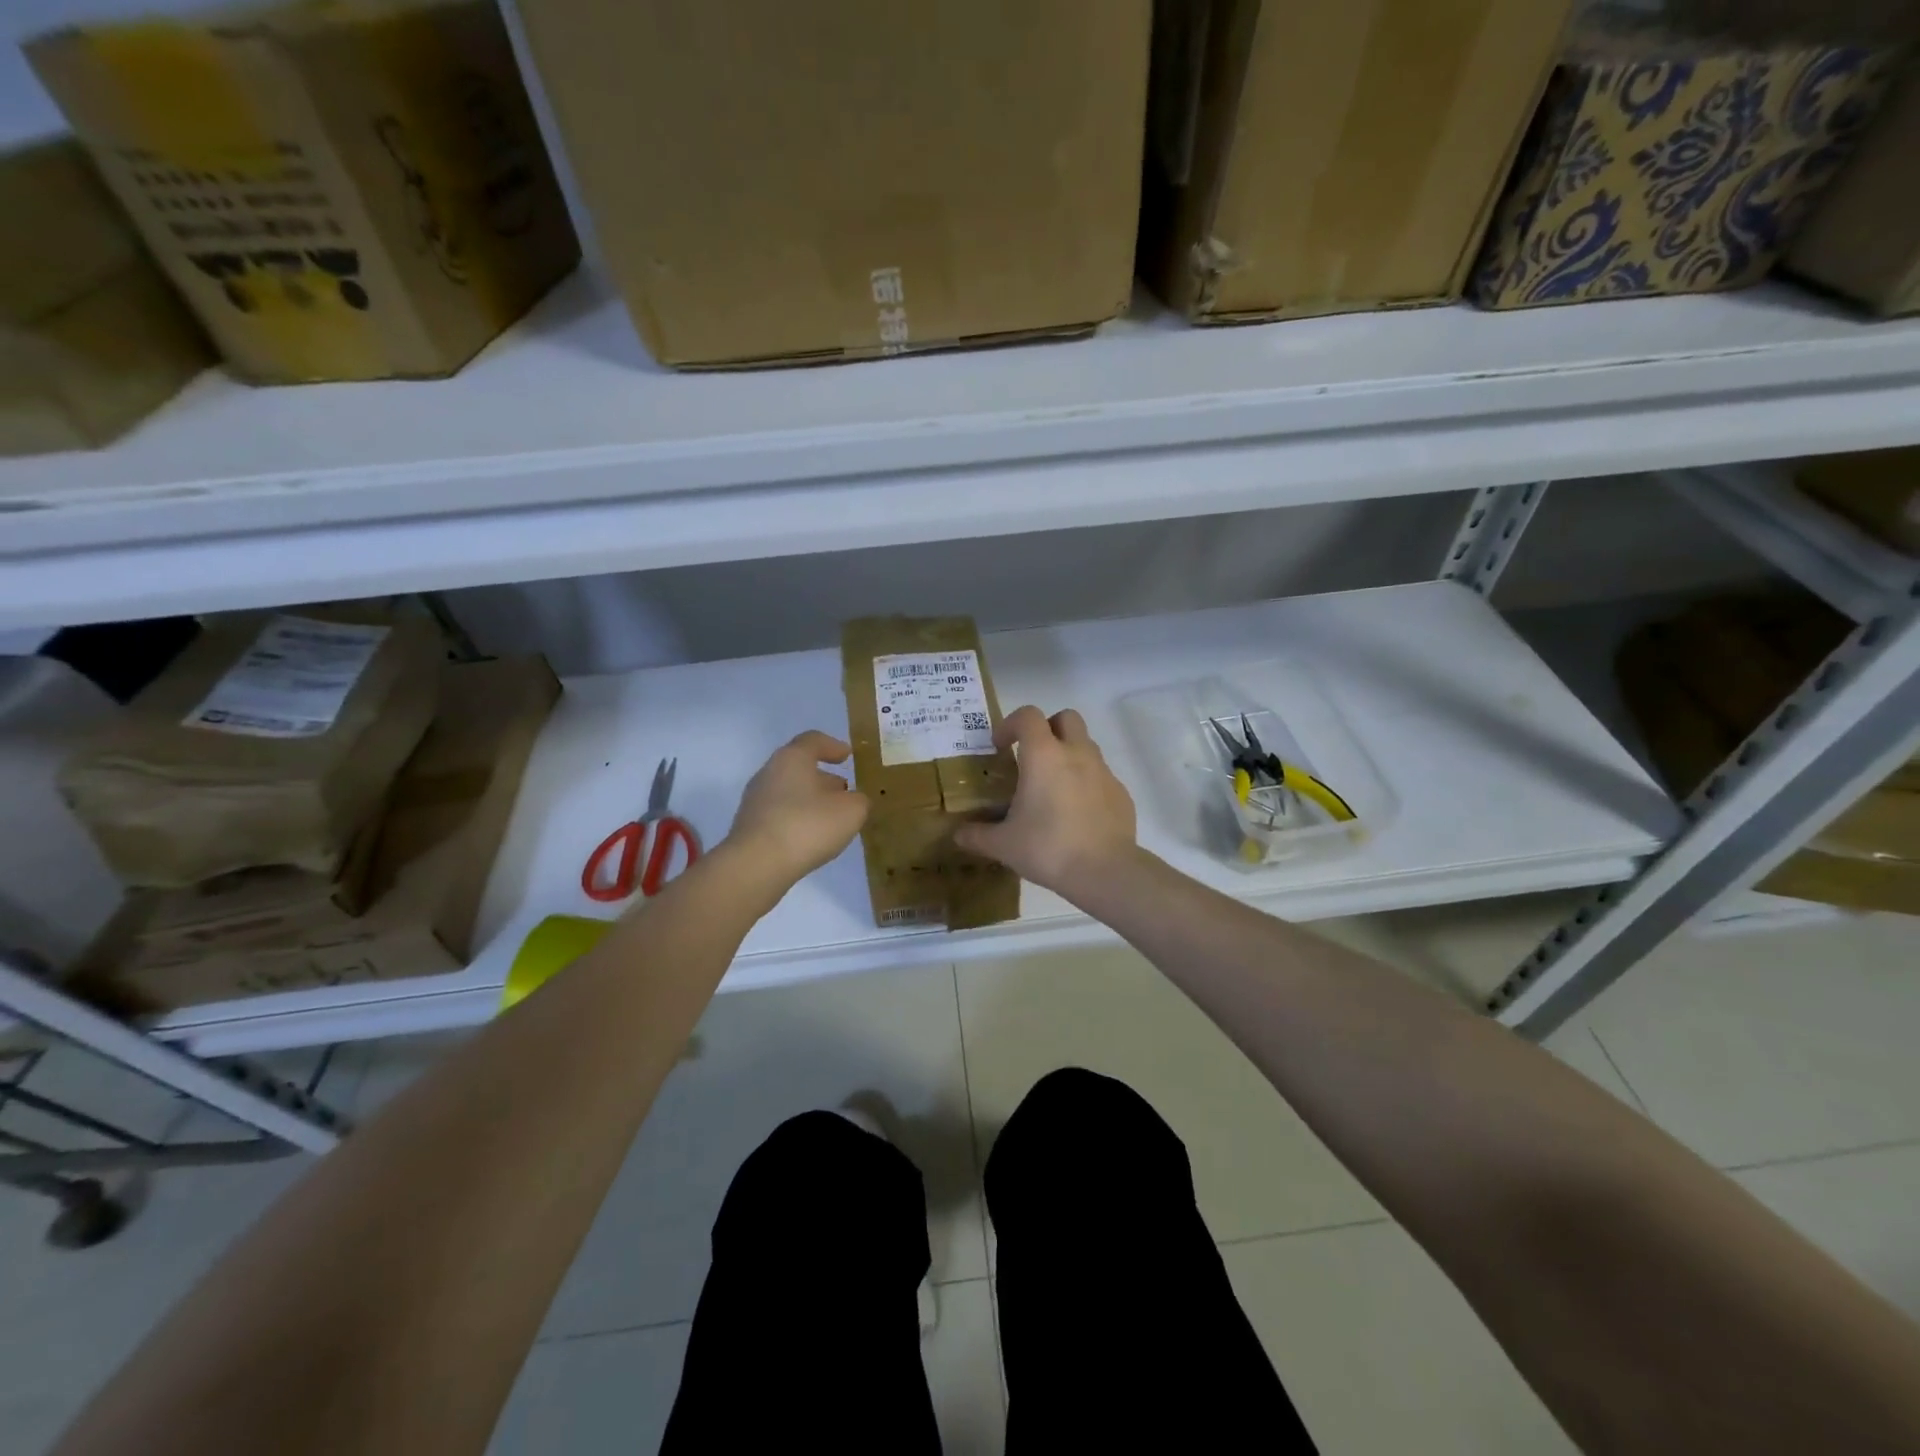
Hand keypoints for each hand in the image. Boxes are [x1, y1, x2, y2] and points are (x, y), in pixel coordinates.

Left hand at [726, 731, 869, 887]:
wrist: (757, 865)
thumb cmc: (807, 826)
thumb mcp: (851, 811)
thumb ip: (859, 800)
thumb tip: (854, 800)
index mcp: (792, 758)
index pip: (813, 740)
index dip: (833, 746)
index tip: (847, 755)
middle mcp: (769, 772)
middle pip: (799, 766)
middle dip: (823, 776)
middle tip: (844, 788)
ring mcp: (755, 800)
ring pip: (789, 791)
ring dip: (811, 799)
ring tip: (831, 816)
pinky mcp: (750, 826)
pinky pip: (780, 813)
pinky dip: (798, 818)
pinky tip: (811, 836)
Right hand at [954, 706, 1136, 900]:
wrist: (1104, 872)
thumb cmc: (1048, 848)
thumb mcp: (1003, 845)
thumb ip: (977, 835)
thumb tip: (959, 835)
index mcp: (1044, 756)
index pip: (1028, 716)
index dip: (1010, 724)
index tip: (1000, 747)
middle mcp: (1076, 754)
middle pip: (1066, 718)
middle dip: (1048, 728)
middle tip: (1032, 756)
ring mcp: (1103, 772)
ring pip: (1086, 745)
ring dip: (1068, 755)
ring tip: (1053, 788)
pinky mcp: (1121, 793)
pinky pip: (1101, 776)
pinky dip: (1086, 783)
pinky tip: (1076, 813)